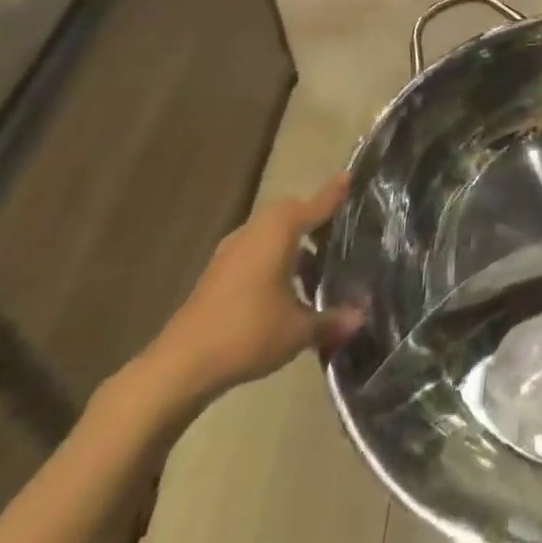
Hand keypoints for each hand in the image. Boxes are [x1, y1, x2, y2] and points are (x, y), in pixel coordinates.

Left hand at [138, 174, 362, 412]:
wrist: (180, 366)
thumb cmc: (247, 333)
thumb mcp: (298, 330)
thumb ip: (332, 320)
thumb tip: (361, 317)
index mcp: (279, 231)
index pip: (315, 205)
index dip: (334, 193)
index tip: (350, 176)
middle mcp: (255, 230)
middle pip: (290, 213)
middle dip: (313, 219)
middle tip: (337, 233)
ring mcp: (231, 251)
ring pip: (270, 233)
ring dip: (292, 243)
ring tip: (315, 268)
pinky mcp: (217, 273)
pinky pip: (255, 251)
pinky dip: (273, 258)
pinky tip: (284, 289)